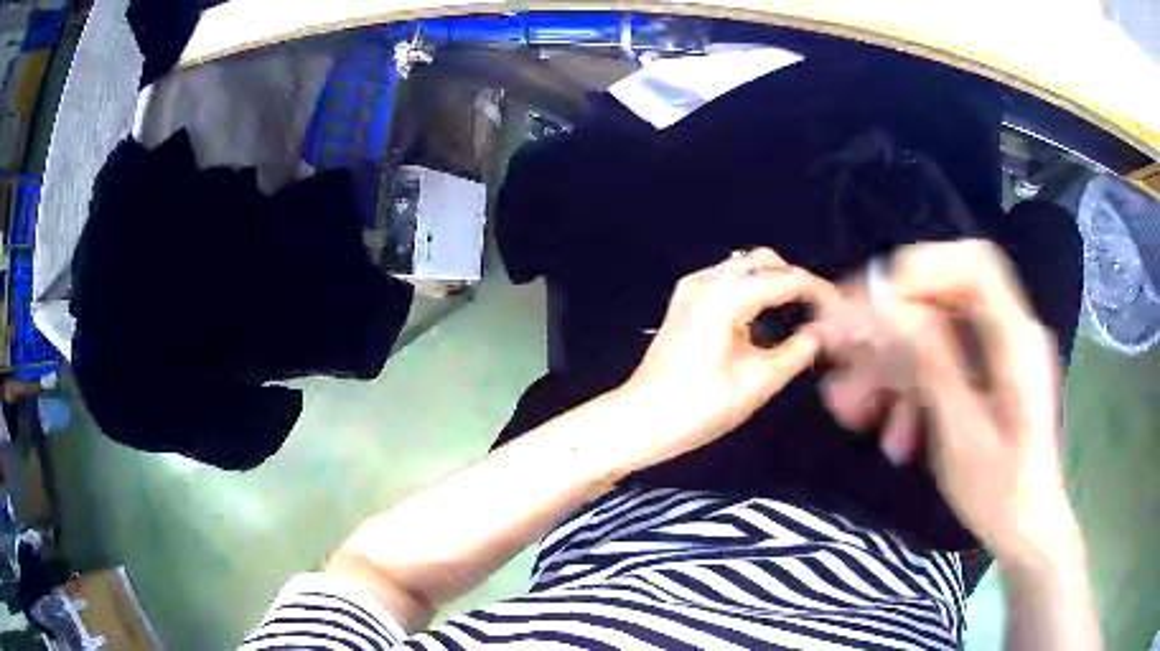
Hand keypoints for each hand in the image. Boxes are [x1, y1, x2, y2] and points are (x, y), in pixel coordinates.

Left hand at [621, 248, 835, 467]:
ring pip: (746, 268)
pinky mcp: (685, 301)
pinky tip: (767, 320)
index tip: (842, 309)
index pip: (787, 278)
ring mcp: (692, 287)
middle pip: (765, 262)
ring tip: (800, 315)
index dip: (820, 291)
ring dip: (774, 284)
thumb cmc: (701, 406)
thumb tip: (825, 333)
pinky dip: (753, 291)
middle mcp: (708, 279)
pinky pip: (729, 281)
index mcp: (727, 295)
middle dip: (796, 281)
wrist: (641, 420)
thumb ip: (799, 350)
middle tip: (820, 313)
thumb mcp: (759, 381)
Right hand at [820, 240, 1075, 559]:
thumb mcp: (962, 436)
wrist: (1025, 526)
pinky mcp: (987, 371)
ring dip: (893, 360)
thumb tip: (888, 308)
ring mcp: (999, 351)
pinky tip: (890, 425)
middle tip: (844, 349)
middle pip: (948, 291)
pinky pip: (943, 359)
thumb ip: (932, 364)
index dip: (922, 272)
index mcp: (1017, 342)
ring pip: (938, 328)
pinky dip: (910, 384)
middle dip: (893, 317)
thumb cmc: (1000, 493)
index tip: (871, 307)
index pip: (975, 267)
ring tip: (852, 406)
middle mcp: (1010, 333)